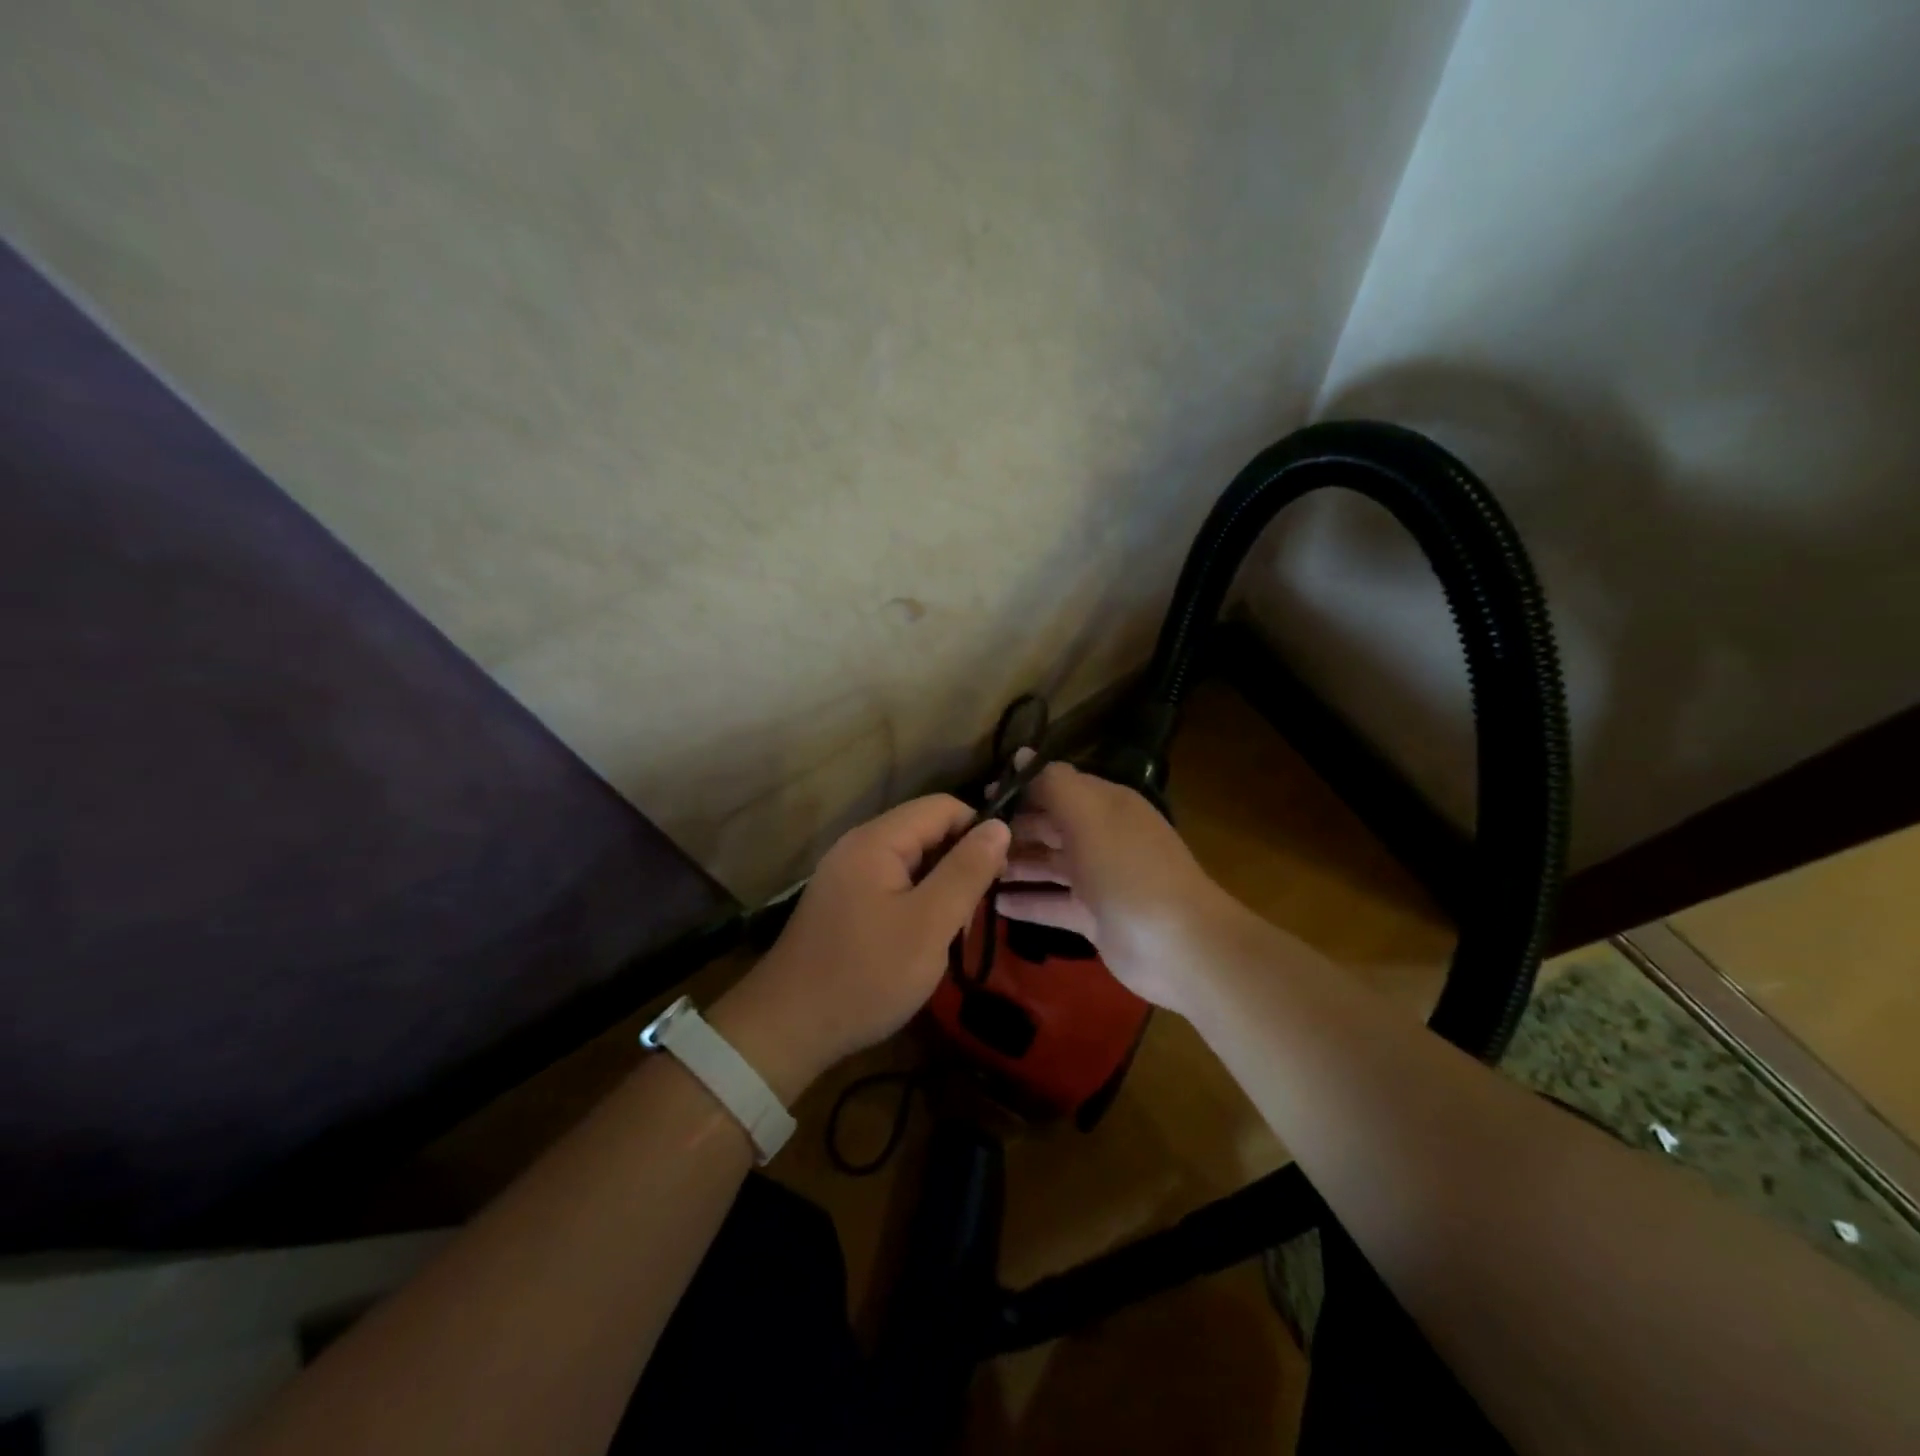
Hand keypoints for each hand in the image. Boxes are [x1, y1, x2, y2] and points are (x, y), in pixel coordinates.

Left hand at [712, 796, 1010, 1099]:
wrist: (788, 1029)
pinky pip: (891, 886)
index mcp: (877, 840)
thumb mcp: (930, 924)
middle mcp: (858, 846)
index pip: (943, 807)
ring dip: (939, 889)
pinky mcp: (842, 903)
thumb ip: (967, 871)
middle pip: (926, 832)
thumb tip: (1000, 825)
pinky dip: (916, 904)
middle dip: (959, 865)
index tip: (999, 876)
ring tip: (950, 934)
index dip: (978, 832)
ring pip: (912, 862)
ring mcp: (846, 875)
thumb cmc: (867, 974)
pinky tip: (922, 942)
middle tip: (973, 915)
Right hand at [997, 757, 1236, 1013]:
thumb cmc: (1128, 869)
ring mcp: (1098, 879)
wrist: (1178, 945)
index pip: (1056, 786)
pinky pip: (1052, 903)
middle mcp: (1101, 836)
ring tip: (973, 870)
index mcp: (1105, 805)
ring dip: (1014, 865)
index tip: (979, 796)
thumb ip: (1053, 784)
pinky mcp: (1093, 918)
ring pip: (1047, 865)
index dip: (1020, 788)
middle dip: (1011, 829)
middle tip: (966, 839)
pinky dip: (1026, 902)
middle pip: (1049, 826)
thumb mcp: (1089, 815)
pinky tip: (994, 904)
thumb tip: (1021, 755)